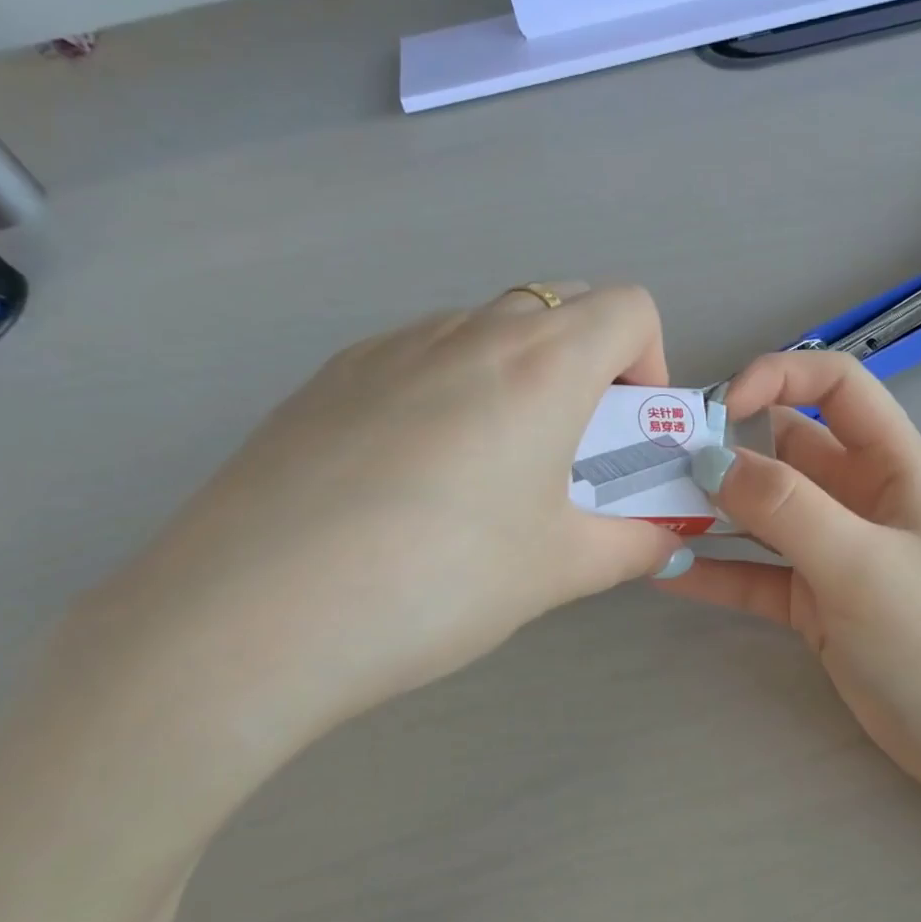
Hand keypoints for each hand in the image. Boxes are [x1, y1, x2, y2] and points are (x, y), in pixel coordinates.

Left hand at [61, 284, 684, 777]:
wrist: (256, 615)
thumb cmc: (441, 582)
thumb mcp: (557, 570)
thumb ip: (630, 546)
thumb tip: (664, 541)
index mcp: (541, 366)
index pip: (628, 308)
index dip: (649, 363)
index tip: (625, 433)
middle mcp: (466, 332)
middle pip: (559, 307)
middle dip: (588, 368)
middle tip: (566, 455)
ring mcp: (387, 346)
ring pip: (483, 329)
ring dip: (515, 378)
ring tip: (484, 473)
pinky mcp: (328, 376)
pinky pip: (416, 357)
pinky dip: (447, 391)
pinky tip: (410, 479)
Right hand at [659, 352, 920, 798]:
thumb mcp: (863, 564)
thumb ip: (787, 508)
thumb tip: (710, 461)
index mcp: (890, 465)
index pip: (835, 386)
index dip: (777, 378)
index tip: (718, 410)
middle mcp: (856, 498)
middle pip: (783, 450)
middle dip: (724, 449)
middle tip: (656, 463)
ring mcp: (830, 552)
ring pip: (760, 514)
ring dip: (709, 512)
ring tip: (645, 513)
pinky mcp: (810, 602)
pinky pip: (753, 574)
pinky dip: (714, 571)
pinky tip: (664, 571)